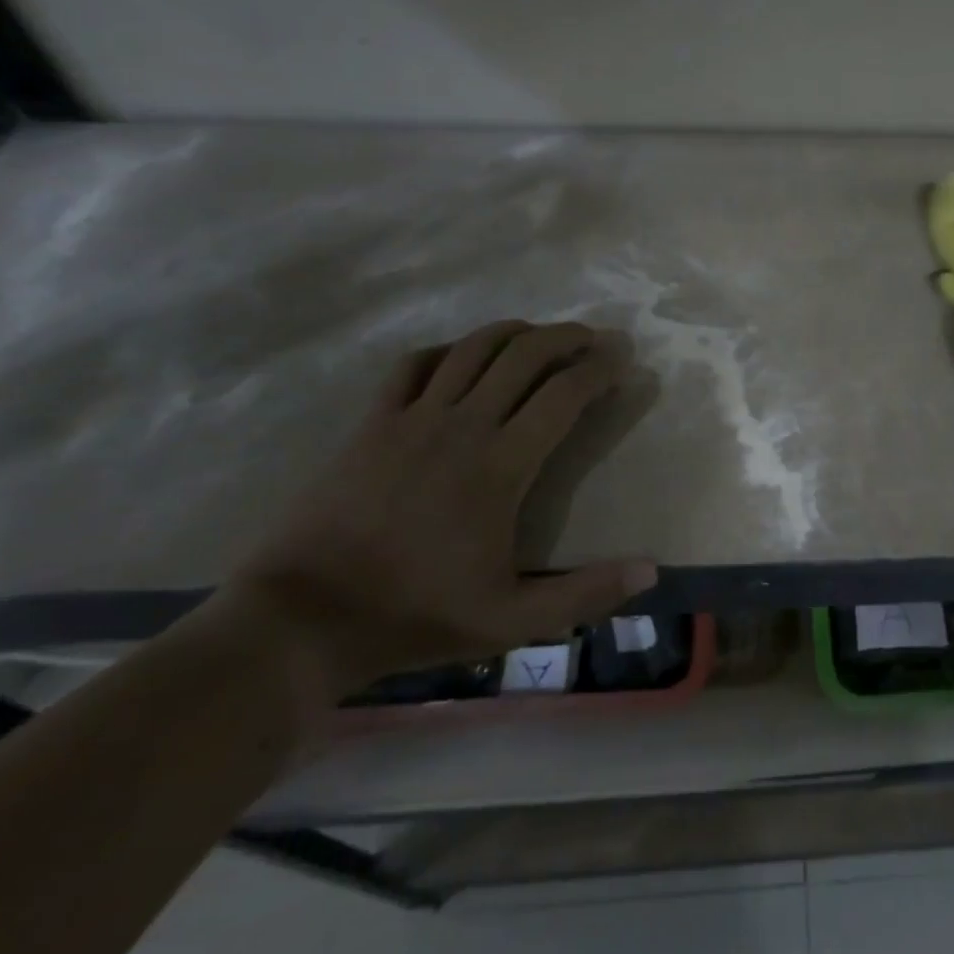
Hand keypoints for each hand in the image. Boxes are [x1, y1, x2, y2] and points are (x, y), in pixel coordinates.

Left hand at [223, 320, 656, 701]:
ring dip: (515, 332)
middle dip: (567, 337)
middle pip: (525, 354)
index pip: (565, 394)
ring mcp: (412, 419)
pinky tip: (461, 357)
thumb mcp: (511, 621)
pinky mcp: (372, 424)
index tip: (623, 358)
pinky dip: (448, 351)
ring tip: (540, 335)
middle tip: (592, 339)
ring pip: (474, 348)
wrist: (301, 621)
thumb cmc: (414, 615)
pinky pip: (414, 365)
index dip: (601, 368)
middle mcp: (463, 426)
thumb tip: (651, 572)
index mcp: (501, 465)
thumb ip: (585, 593)